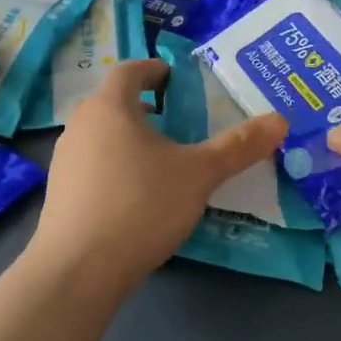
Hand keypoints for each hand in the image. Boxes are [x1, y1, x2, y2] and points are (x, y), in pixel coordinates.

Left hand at [30, 61, 286, 294]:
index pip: (129, 70)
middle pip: (113, 103)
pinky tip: (137, 195)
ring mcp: (64, 161)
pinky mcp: (59, 195)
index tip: (175, 78)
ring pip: (102, 135)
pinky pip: (92, 165)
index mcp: (110, 107)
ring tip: (161, 158)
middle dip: (145, 106)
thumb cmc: (141, 205)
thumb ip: (239, 146)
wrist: (78, 270)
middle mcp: (81, 126)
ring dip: (129, 137)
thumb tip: (280, 120)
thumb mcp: (199, 174)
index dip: (154, 69)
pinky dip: (115, 166)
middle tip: (178, 119)